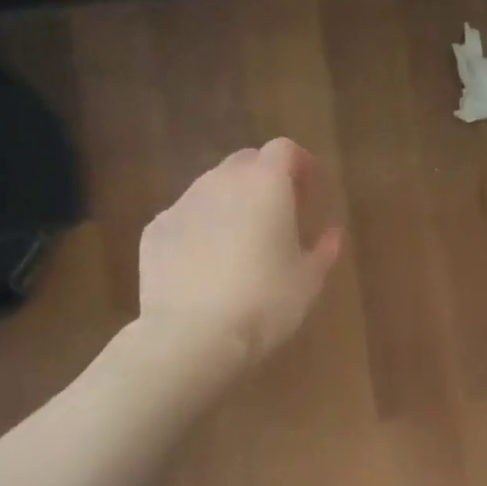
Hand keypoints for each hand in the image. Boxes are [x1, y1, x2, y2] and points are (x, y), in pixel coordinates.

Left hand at [139, 138, 344, 366]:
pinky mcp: (155, 230)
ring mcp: (183, 203)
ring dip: (231, 203)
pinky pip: (186, 218)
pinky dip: (200, 230)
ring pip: (212, 188)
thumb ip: (324, 249)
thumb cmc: (265, 304)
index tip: (309, 191)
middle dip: (264, 179)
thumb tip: (331, 233)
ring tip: (240, 243)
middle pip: (246, 162)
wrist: (192, 336)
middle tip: (278, 215)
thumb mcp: (309, 281)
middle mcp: (221, 181)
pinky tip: (205, 267)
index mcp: (266, 184)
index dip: (300, 165)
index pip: (285, 149)